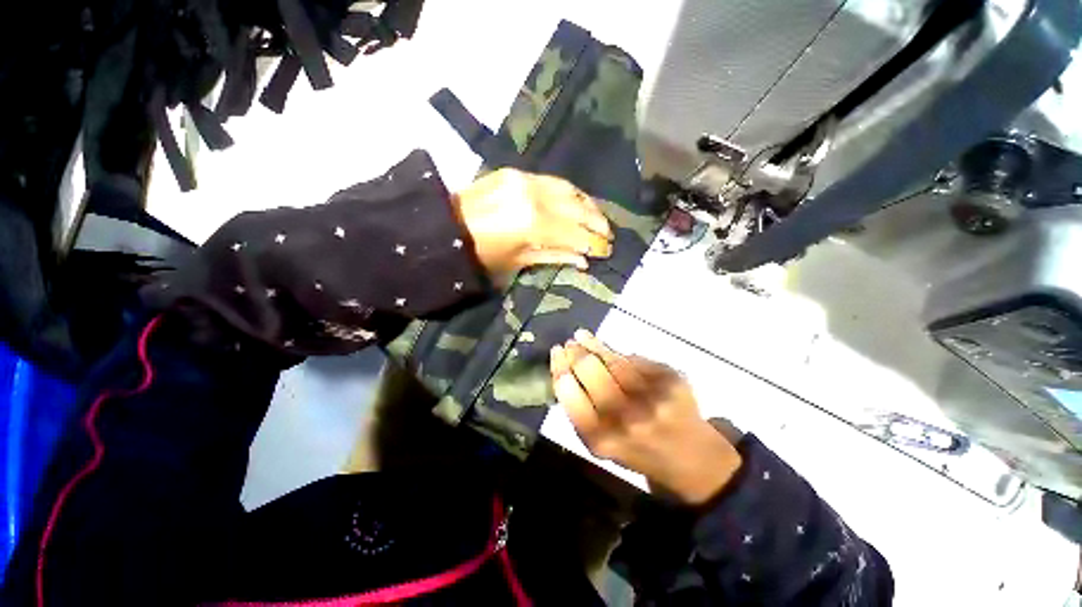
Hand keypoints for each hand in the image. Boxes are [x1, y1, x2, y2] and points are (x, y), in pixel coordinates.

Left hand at [453, 169, 612, 281]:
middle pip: (577, 208)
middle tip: (609, 235)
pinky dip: (570, 193)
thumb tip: (583, 259)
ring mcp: (525, 179)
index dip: (594, 243)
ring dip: (588, 204)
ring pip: (569, 189)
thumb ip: (554, 256)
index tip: (607, 251)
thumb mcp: (519, 262)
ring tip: (598, 218)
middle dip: (597, 222)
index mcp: (533, 224)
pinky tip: (578, 202)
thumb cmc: (481, 255)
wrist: (446, 228)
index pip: (575, 232)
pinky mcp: (516, 172)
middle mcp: (534, 196)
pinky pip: (553, 181)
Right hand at [550, 330, 742, 504]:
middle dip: (575, 352)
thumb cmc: (636, 450)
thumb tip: (565, 366)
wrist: (691, 459)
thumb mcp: (601, 443)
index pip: (570, 394)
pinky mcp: (672, 380)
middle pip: (590, 370)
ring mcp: (653, 397)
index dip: (560, 368)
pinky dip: (618, 353)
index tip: (556, 353)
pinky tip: (608, 348)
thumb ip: (580, 410)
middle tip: (568, 343)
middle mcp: (627, 418)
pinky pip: (635, 358)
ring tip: (582, 336)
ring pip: (613, 359)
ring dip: (593, 344)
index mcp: (603, 439)